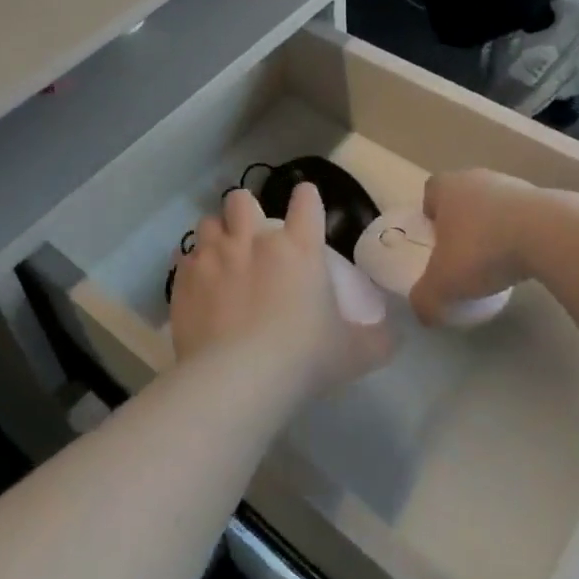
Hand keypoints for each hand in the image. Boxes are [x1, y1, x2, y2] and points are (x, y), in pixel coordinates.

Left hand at [171, 183, 391, 395]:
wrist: (238, 380)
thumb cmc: (303, 359)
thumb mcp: (354, 354)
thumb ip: (377, 340)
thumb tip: (393, 336)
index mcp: (299, 247)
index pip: (306, 201)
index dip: (306, 198)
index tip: (305, 205)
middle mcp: (254, 240)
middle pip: (242, 200)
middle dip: (245, 210)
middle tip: (251, 235)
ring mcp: (214, 256)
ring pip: (208, 223)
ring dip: (216, 235)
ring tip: (220, 257)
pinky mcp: (185, 279)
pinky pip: (184, 258)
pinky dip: (191, 267)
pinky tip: (198, 286)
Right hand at [409, 169, 544, 325]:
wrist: (548, 235)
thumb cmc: (482, 250)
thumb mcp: (443, 284)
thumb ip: (425, 300)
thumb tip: (423, 315)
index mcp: (447, 187)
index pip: (431, 191)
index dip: (431, 213)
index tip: (436, 239)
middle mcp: (477, 177)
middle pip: (464, 196)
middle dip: (463, 222)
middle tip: (464, 254)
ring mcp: (513, 185)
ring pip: (495, 206)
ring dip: (494, 227)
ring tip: (498, 260)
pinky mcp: (544, 199)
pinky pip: (523, 217)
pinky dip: (521, 234)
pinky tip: (525, 260)